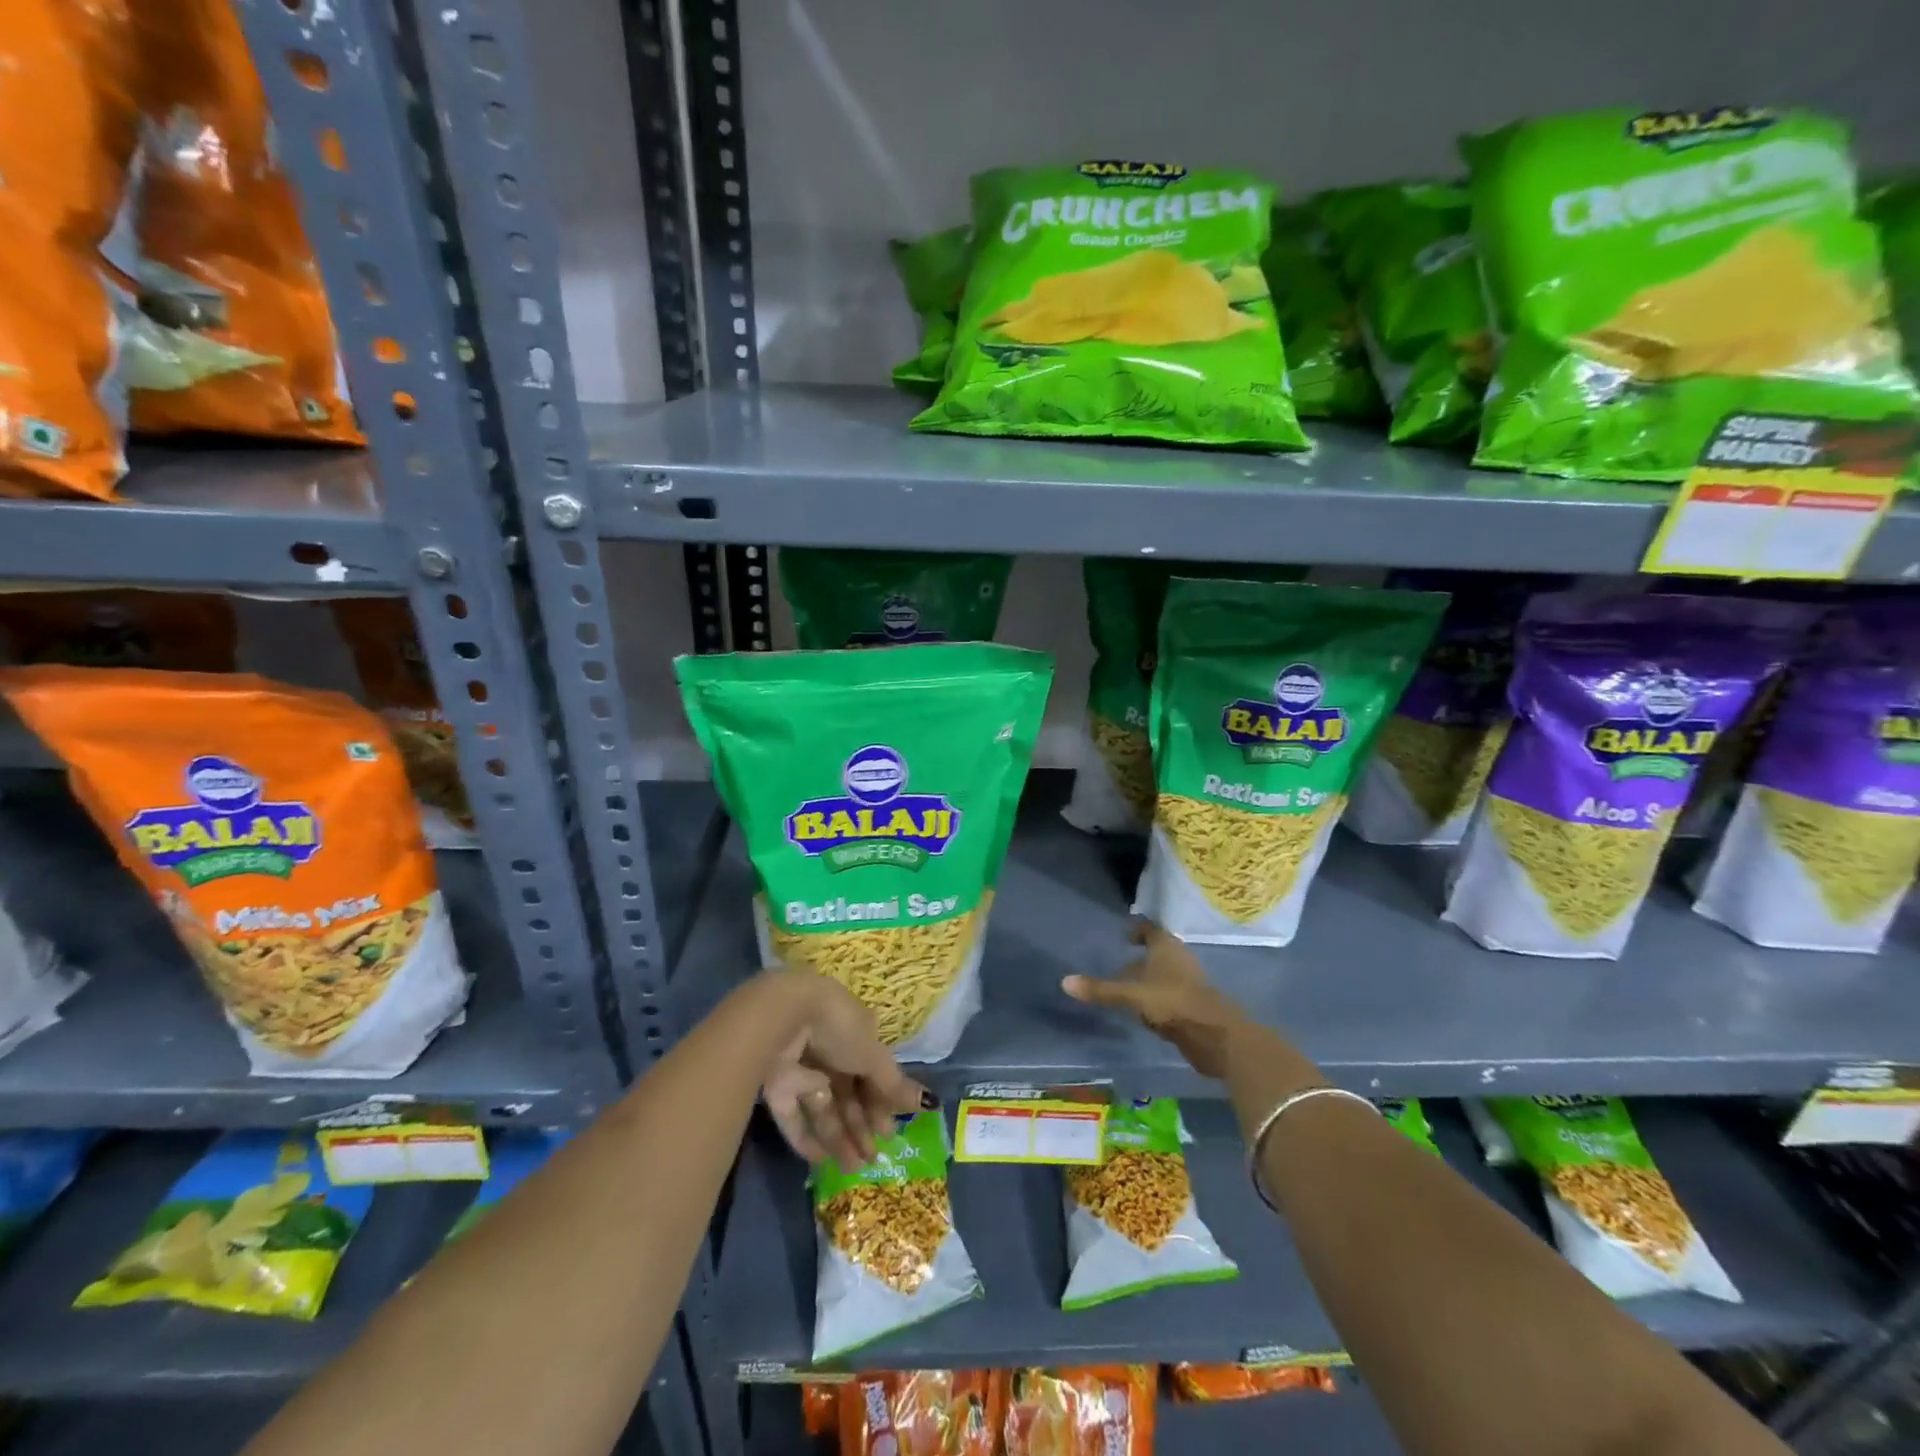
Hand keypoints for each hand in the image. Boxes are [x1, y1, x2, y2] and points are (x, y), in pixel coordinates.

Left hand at [756, 970, 929, 1167]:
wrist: (783, 1017)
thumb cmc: (839, 1028)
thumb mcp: (872, 1056)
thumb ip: (894, 1084)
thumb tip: (931, 1103)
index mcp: (855, 1033)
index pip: (871, 1072)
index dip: (881, 1102)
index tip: (889, 1130)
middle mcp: (829, 1050)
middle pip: (848, 1093)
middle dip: (861, 1126)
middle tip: (873, 1159)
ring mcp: (801, 1067)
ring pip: (823, 1107)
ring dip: (839, 1137)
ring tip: (853, 1168)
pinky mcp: (776, 1084)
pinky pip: (793, 1115)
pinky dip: (806, 1137)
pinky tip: (821, 1159)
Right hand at [1062, 921, 1250, 1079]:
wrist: (1215, 1035)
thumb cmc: (1172, 1002)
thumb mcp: (1130, 995)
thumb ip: (1100, 990)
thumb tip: (1064, 982)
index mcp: (1165, 946)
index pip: (1149, 928)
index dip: (1136, 929)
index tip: (1122, 935)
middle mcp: (1179, 959)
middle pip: (1157, 952)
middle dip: (1140, 957)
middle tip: (1116, 962)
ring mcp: (1189, 982)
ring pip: (1163, 974)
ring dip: (1148, 979)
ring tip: (1126, 988)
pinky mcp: (1194, 1005)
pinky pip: (1169, 995)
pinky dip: (1156, 998)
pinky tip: (1143, 1010)